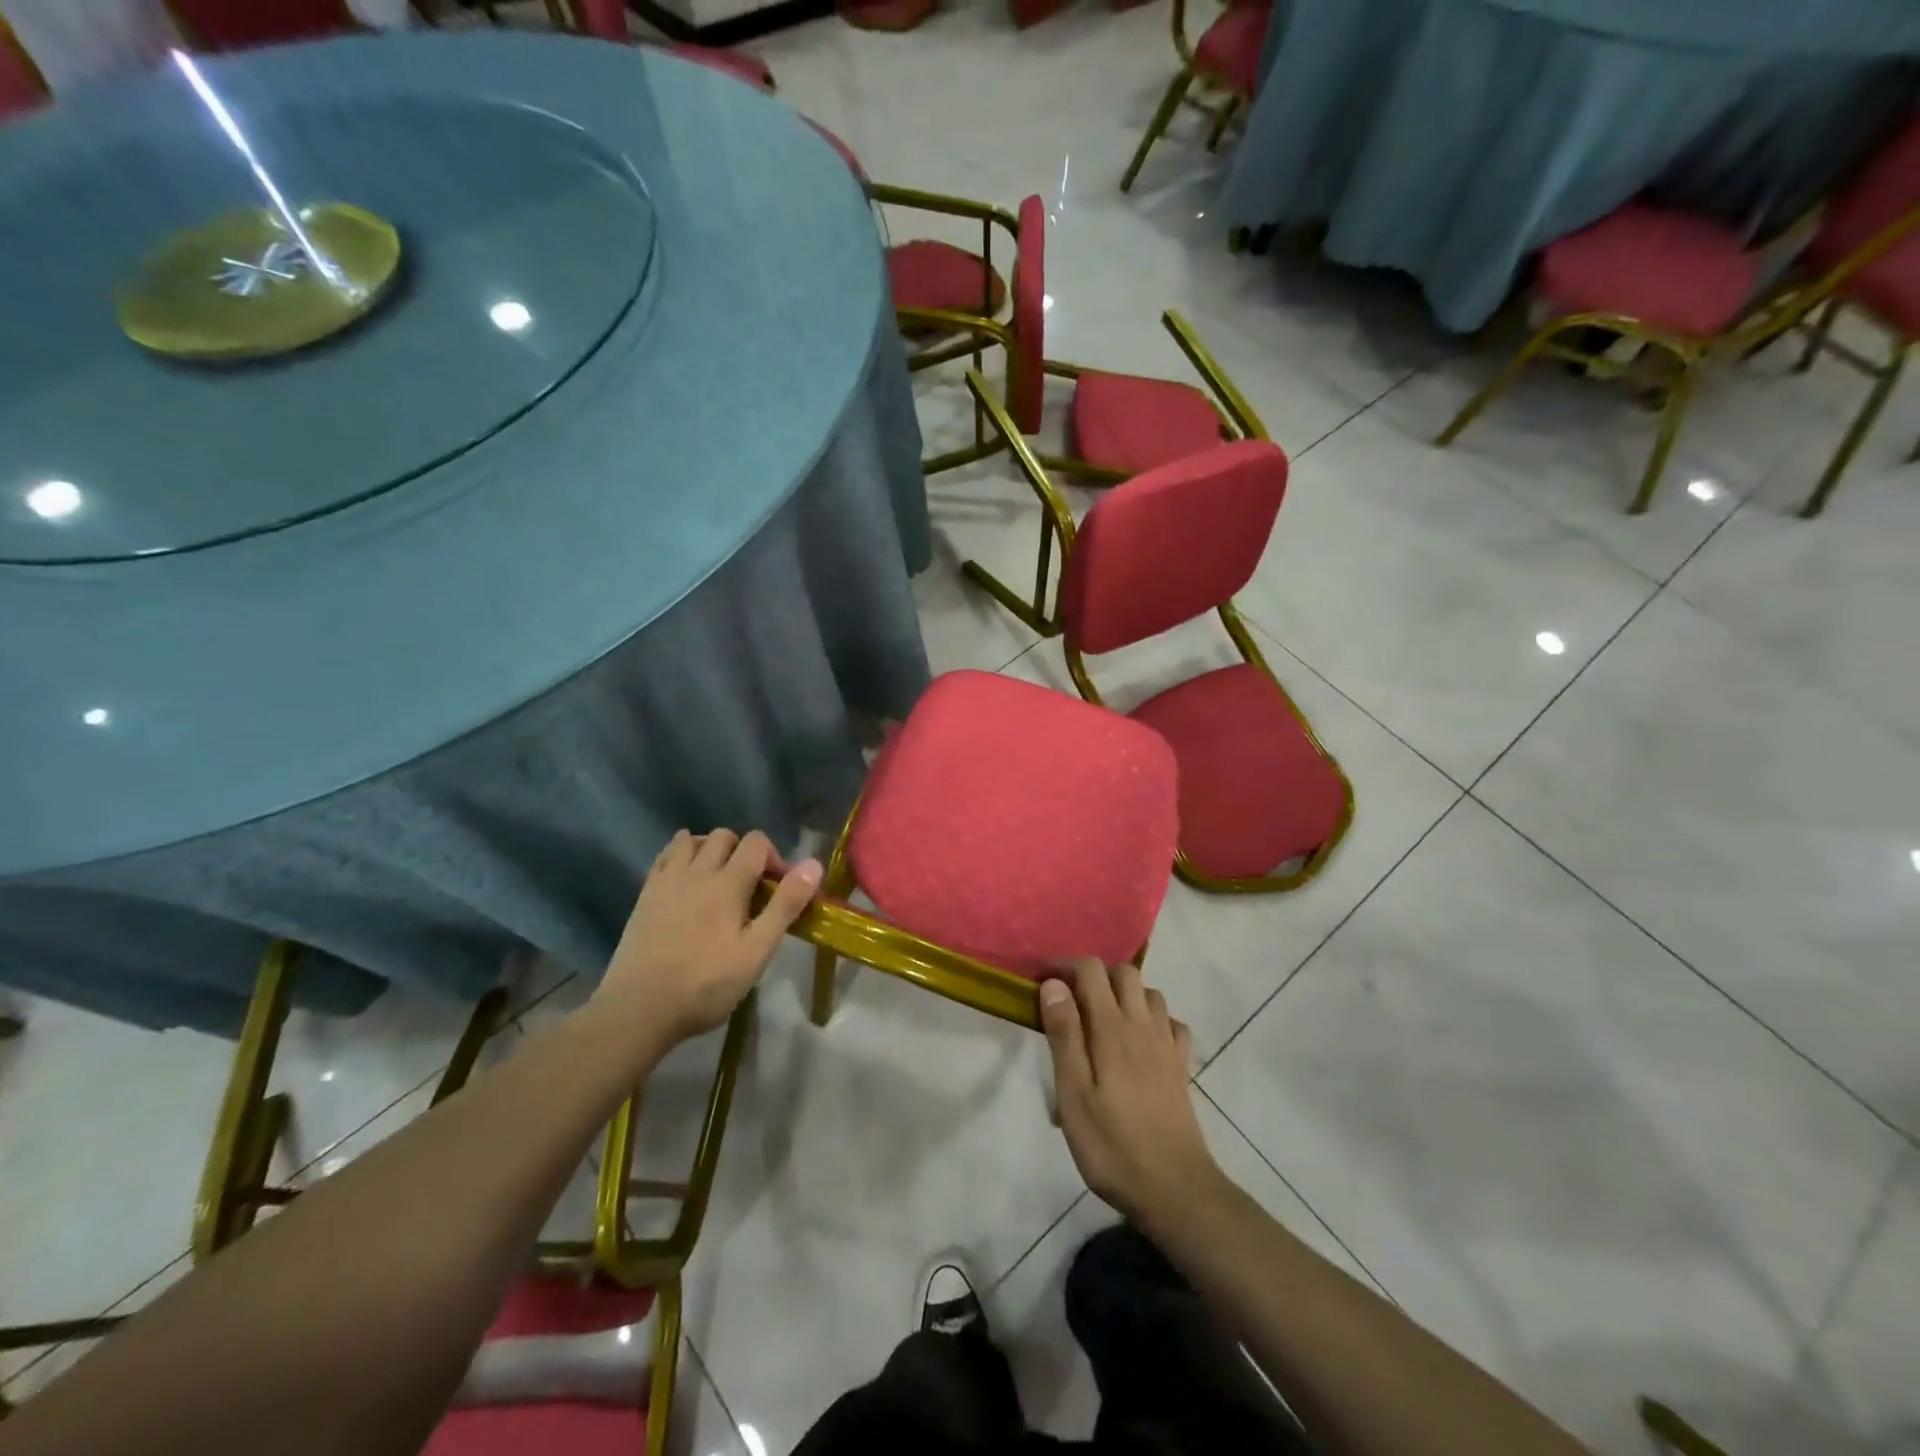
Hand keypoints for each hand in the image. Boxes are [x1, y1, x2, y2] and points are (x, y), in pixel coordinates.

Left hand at [593, 830, 820, 1047]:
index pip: (756, 842)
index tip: (777, 888)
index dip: (773, 857)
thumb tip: (814, 865)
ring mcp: (667, 881)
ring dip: (710, 849)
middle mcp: (697, 871)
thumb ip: (785, 905)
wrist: (638, 1009)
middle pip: (724, 836)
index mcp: (728, 883)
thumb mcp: (756, 951)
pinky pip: (665, 857)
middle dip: (743, 851)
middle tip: (749, 886)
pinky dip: (681, 857)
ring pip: (691, 840)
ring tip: (717, 879)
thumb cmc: (706, 985)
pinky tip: (687, 883)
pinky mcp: (645, 895)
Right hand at [1039, 960, 1219, 1224]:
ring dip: (1125, 994)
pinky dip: (1154, 1020)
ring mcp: (1167, 1046)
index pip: (1091, 970)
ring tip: (1102, 1018)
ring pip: (1150, 994)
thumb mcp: (1074, 1094)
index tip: (1041, 980)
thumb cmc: (1112, 1145)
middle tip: (1070, 999)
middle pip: (1125, 973)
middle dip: (1095, 974)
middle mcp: (1143, 1026)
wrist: (1176, 1190)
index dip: (1065, 965)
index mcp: (1112, 1029)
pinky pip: (1172, 1024)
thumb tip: (1053, 985)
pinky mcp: (1182, 1068)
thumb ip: (1064, 1035)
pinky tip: (1141, 1041)